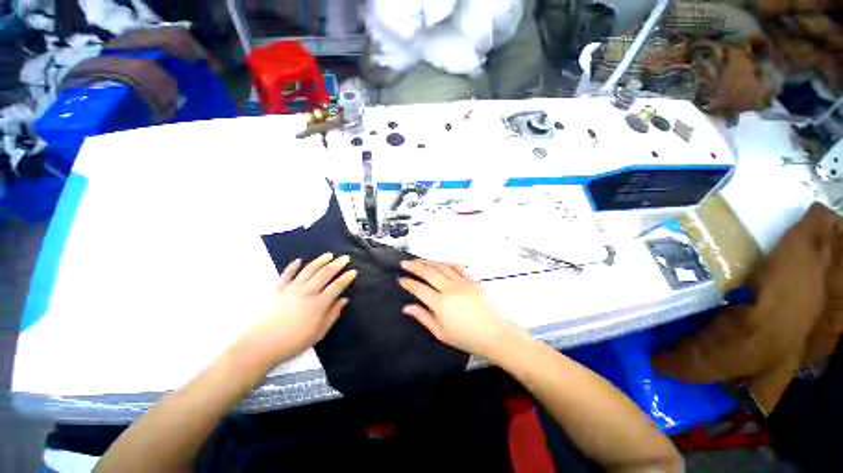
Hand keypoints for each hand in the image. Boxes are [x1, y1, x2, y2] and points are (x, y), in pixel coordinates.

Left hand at [241, 253, 356, 365]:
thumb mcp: (320, 332)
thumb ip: (333, 314)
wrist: (263, 344)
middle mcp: (308, 291)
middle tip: (345, 257)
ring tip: (329, 255)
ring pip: (309, 270)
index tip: (353, 271)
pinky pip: (287, 274)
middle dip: (337, 264)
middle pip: (325, 273)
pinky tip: (299, 260)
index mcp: (319, 303)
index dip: (347, 278)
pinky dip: (293, 266)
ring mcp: (293, 288)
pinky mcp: (279, 289)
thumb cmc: (295, 340)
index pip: (337, 286)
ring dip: (320, 261)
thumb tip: (344, 300)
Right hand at [398, 260, 522, 360]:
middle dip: (415, 266)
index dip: (408, 283)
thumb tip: (407, 308)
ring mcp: (462, 282)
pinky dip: (447, 263)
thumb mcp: (441, 333)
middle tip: (405, 263)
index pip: (419, 289)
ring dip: (429, 262)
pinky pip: (457, 267)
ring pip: (442, 266)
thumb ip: (423, 317)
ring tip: (419, 260)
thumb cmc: (466, 338)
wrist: (494, 334)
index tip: (401, 279)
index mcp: (440, 304)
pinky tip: (441, 263)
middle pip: (429, 272)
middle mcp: (450, 289)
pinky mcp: (472, 280)